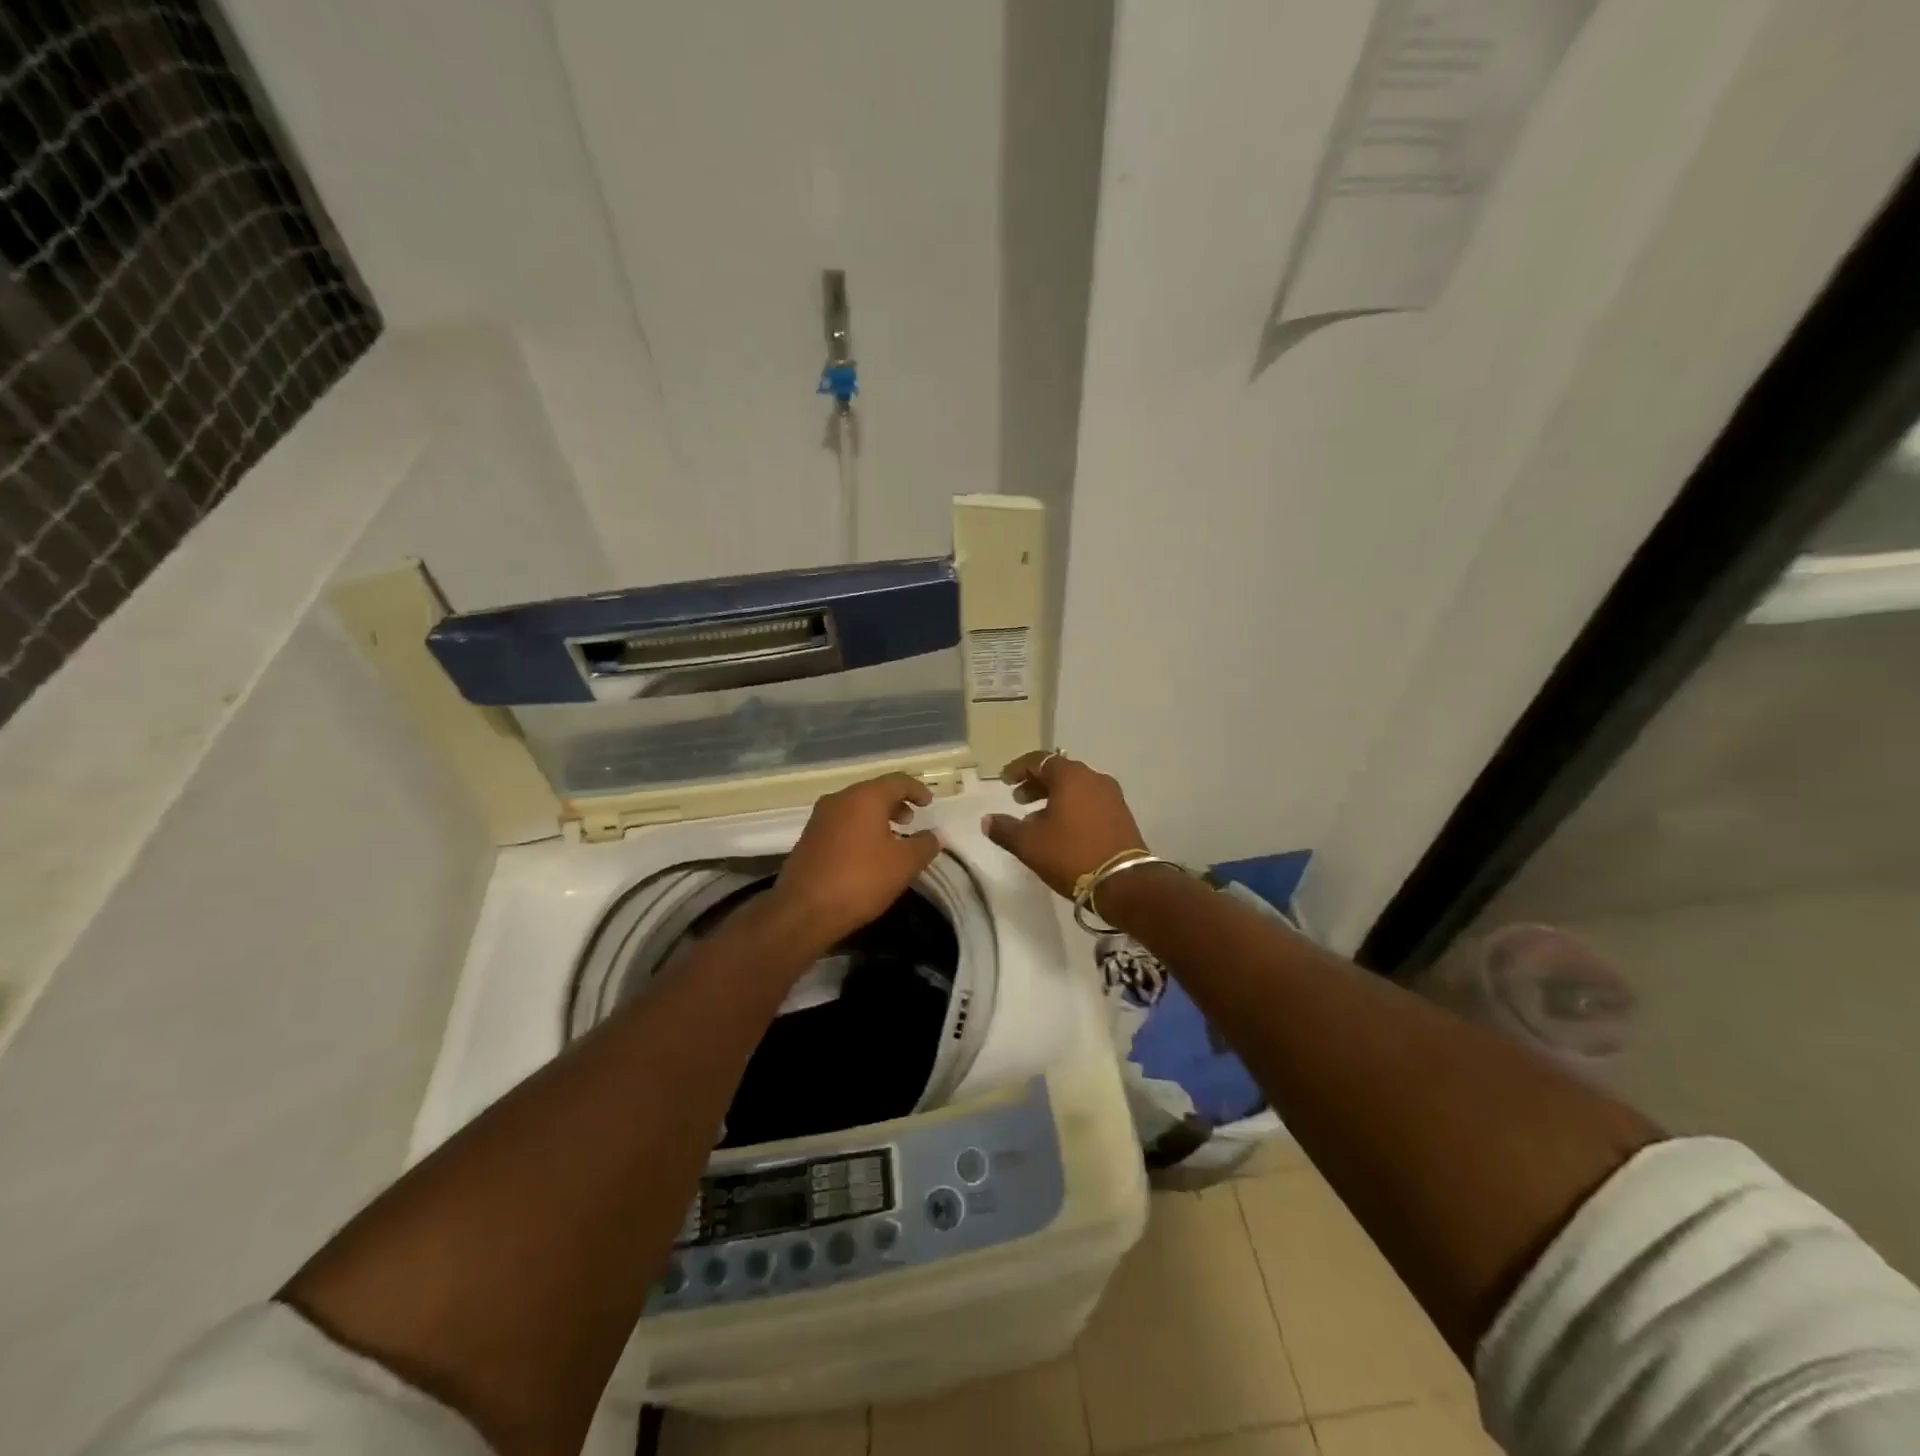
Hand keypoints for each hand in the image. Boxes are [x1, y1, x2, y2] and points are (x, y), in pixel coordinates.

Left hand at [771, 773, 940, 948]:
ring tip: (892, 839)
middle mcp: (839, 800)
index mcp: (864, 797)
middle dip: (895, 804)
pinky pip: (841, 824)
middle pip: (873, 792)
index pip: (897, 781)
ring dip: (876, 818)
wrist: (804, 910)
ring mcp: (819, 818)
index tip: (929, 803)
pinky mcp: (808, 838)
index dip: (917, 790)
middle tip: (911, 820)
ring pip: (855, 808)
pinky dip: (859, 830)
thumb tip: (934, 835)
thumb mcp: (904, 864)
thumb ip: (924, 845)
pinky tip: (866, 854)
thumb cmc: (860, 880)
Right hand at [982, 751, 1146, 899]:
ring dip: (1054, 797)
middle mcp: (1094, 778)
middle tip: (1018, 799)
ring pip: (1076, 787)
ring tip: (1036, 818)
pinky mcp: (1122, 815)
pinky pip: (1090, 801)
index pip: (1039, 760)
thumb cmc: (1071, 855)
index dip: (1018, 768)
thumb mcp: (1029, 844)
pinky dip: (1072, 806)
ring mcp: (1112, 796)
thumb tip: (987, 820)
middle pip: (1059, 772)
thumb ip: (1004, 829)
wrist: (1124, 883)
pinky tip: (1061, 829)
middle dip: (1036, 783)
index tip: (1004, 781)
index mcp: (1071, 776)